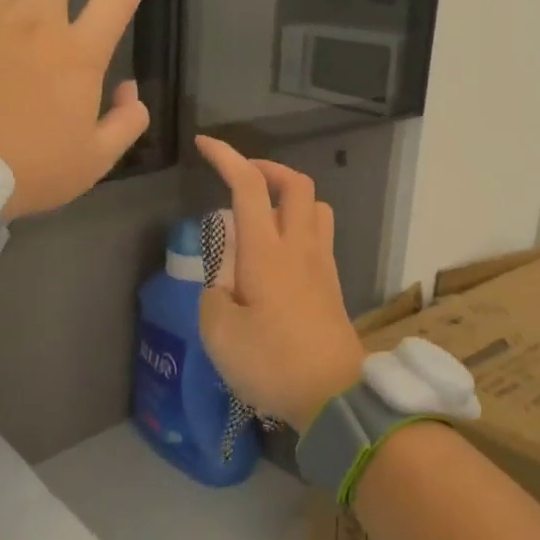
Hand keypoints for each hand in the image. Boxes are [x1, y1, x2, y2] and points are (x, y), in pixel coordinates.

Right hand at [195, 136, 365, 430]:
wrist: (334, 394)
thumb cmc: (271, 362)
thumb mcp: (218, 332)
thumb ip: (213, 293)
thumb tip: (224, 280)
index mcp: (266, 251)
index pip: (248, 185)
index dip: (226, 157)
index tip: (205, 145)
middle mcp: (299, 246)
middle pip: (295, 183)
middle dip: (267, 168)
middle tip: (241, 178)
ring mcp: (322, 263)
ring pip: (316, 205)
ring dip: (290, 195)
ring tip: (263, 213)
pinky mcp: (332, 283)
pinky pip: (321, 234)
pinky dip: (299, 224)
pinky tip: (279, 253)